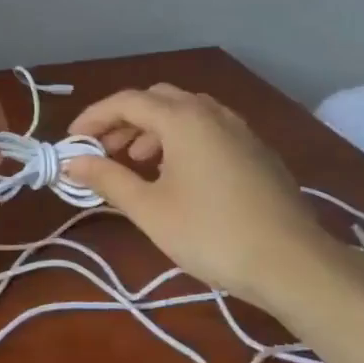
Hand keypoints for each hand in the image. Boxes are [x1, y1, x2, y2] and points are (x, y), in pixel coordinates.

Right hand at [63, 85, 332, 300]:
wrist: (291, 263)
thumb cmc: (211, 234)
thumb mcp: (149, 209)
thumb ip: (108, 179)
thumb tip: (74, 162)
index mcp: (183, 119)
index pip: (127, 101)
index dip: (93, 117)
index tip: (72, 142)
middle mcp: (212, 113)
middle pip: (157, 99)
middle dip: (124, 120)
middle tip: (103, 151)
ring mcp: (240, 130)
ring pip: (185, 112)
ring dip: (153, 129)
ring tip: (136, 164)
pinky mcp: (256, 151)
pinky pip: (208, 129)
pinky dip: (181, 139)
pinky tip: (177, 176)